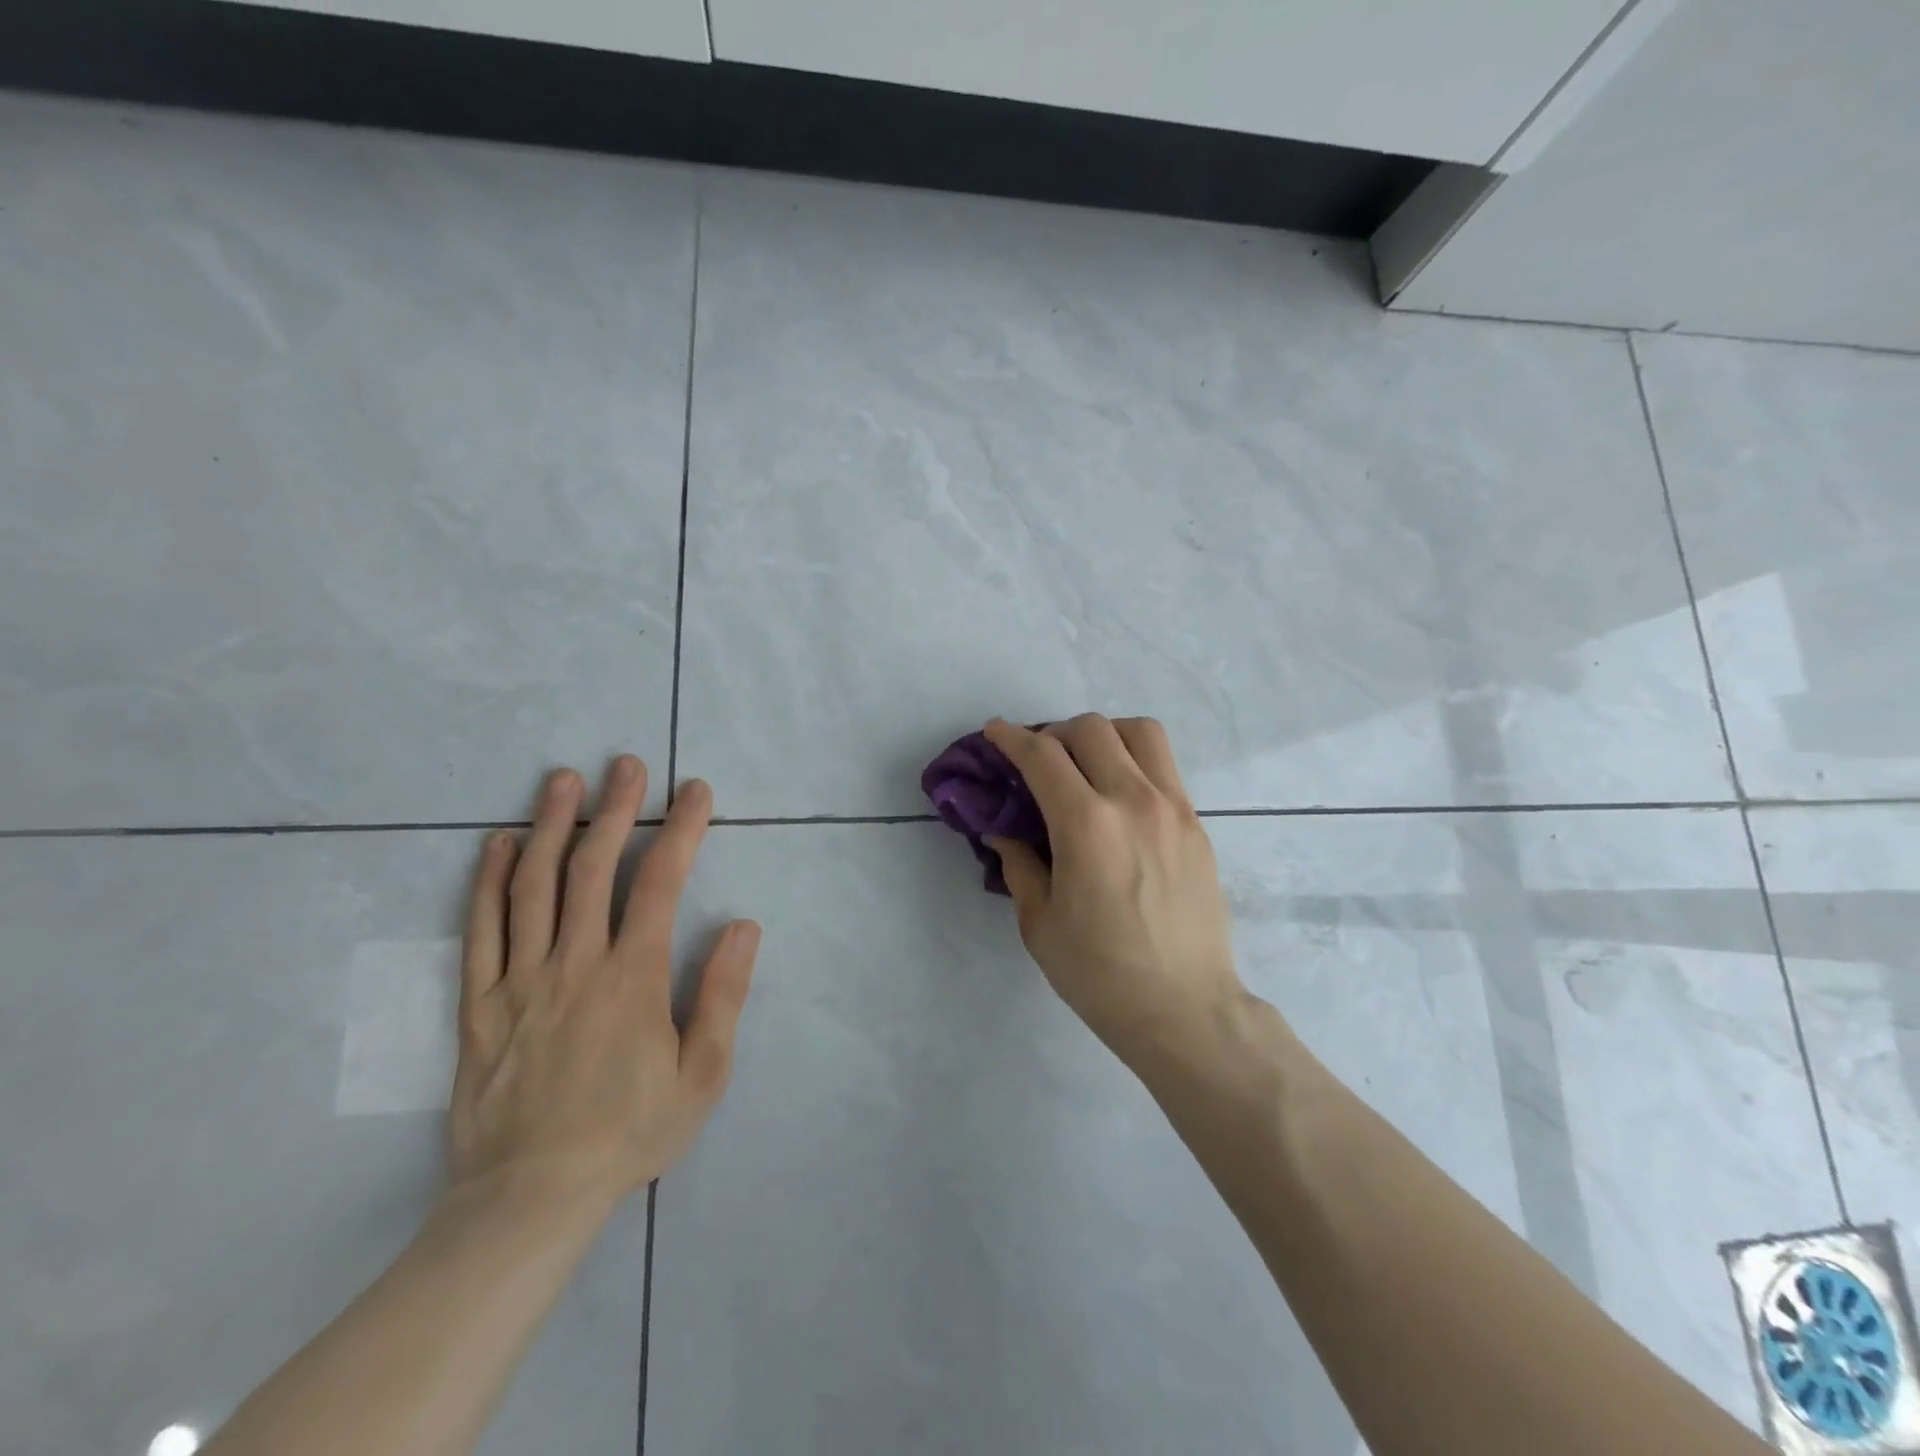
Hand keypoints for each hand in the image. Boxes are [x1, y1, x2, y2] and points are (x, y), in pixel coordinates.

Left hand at [448, 757, 760, 1209]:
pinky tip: (500, 844)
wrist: (530, 1198)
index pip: (660, 884)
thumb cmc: (629, 1133)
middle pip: (593, 869)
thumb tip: (744, 925)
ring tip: (564, 780)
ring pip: (535, 887)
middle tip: (626, 764)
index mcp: (632, 978)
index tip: (695, 791)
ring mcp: (519, 981)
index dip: (681, 830)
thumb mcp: (702, 1075)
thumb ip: (722, 995)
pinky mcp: (478, 1004)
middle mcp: (575, 964)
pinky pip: (481, 931)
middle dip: (615, 810)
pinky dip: (490, 882)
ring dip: (552, 826)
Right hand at [983, 715, 1246, 1072]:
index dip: (1011, 737)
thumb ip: (1018, 863)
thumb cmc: (1100, 973)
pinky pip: (1164, 765)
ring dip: (1103, 735)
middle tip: (1039, 761)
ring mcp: (1173, 807)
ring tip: (1087, 763)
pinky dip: (1134, 759)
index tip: (995, 732)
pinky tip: (1119, 796)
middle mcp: (1133, 801)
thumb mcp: (1039, 922)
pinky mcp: (1196, 823)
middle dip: (1053, 733)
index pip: (1042, 756)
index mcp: (1086, 825)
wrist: (1184, 1008)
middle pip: (1091, 729)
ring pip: (1139, 731)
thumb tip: (1001, 829)